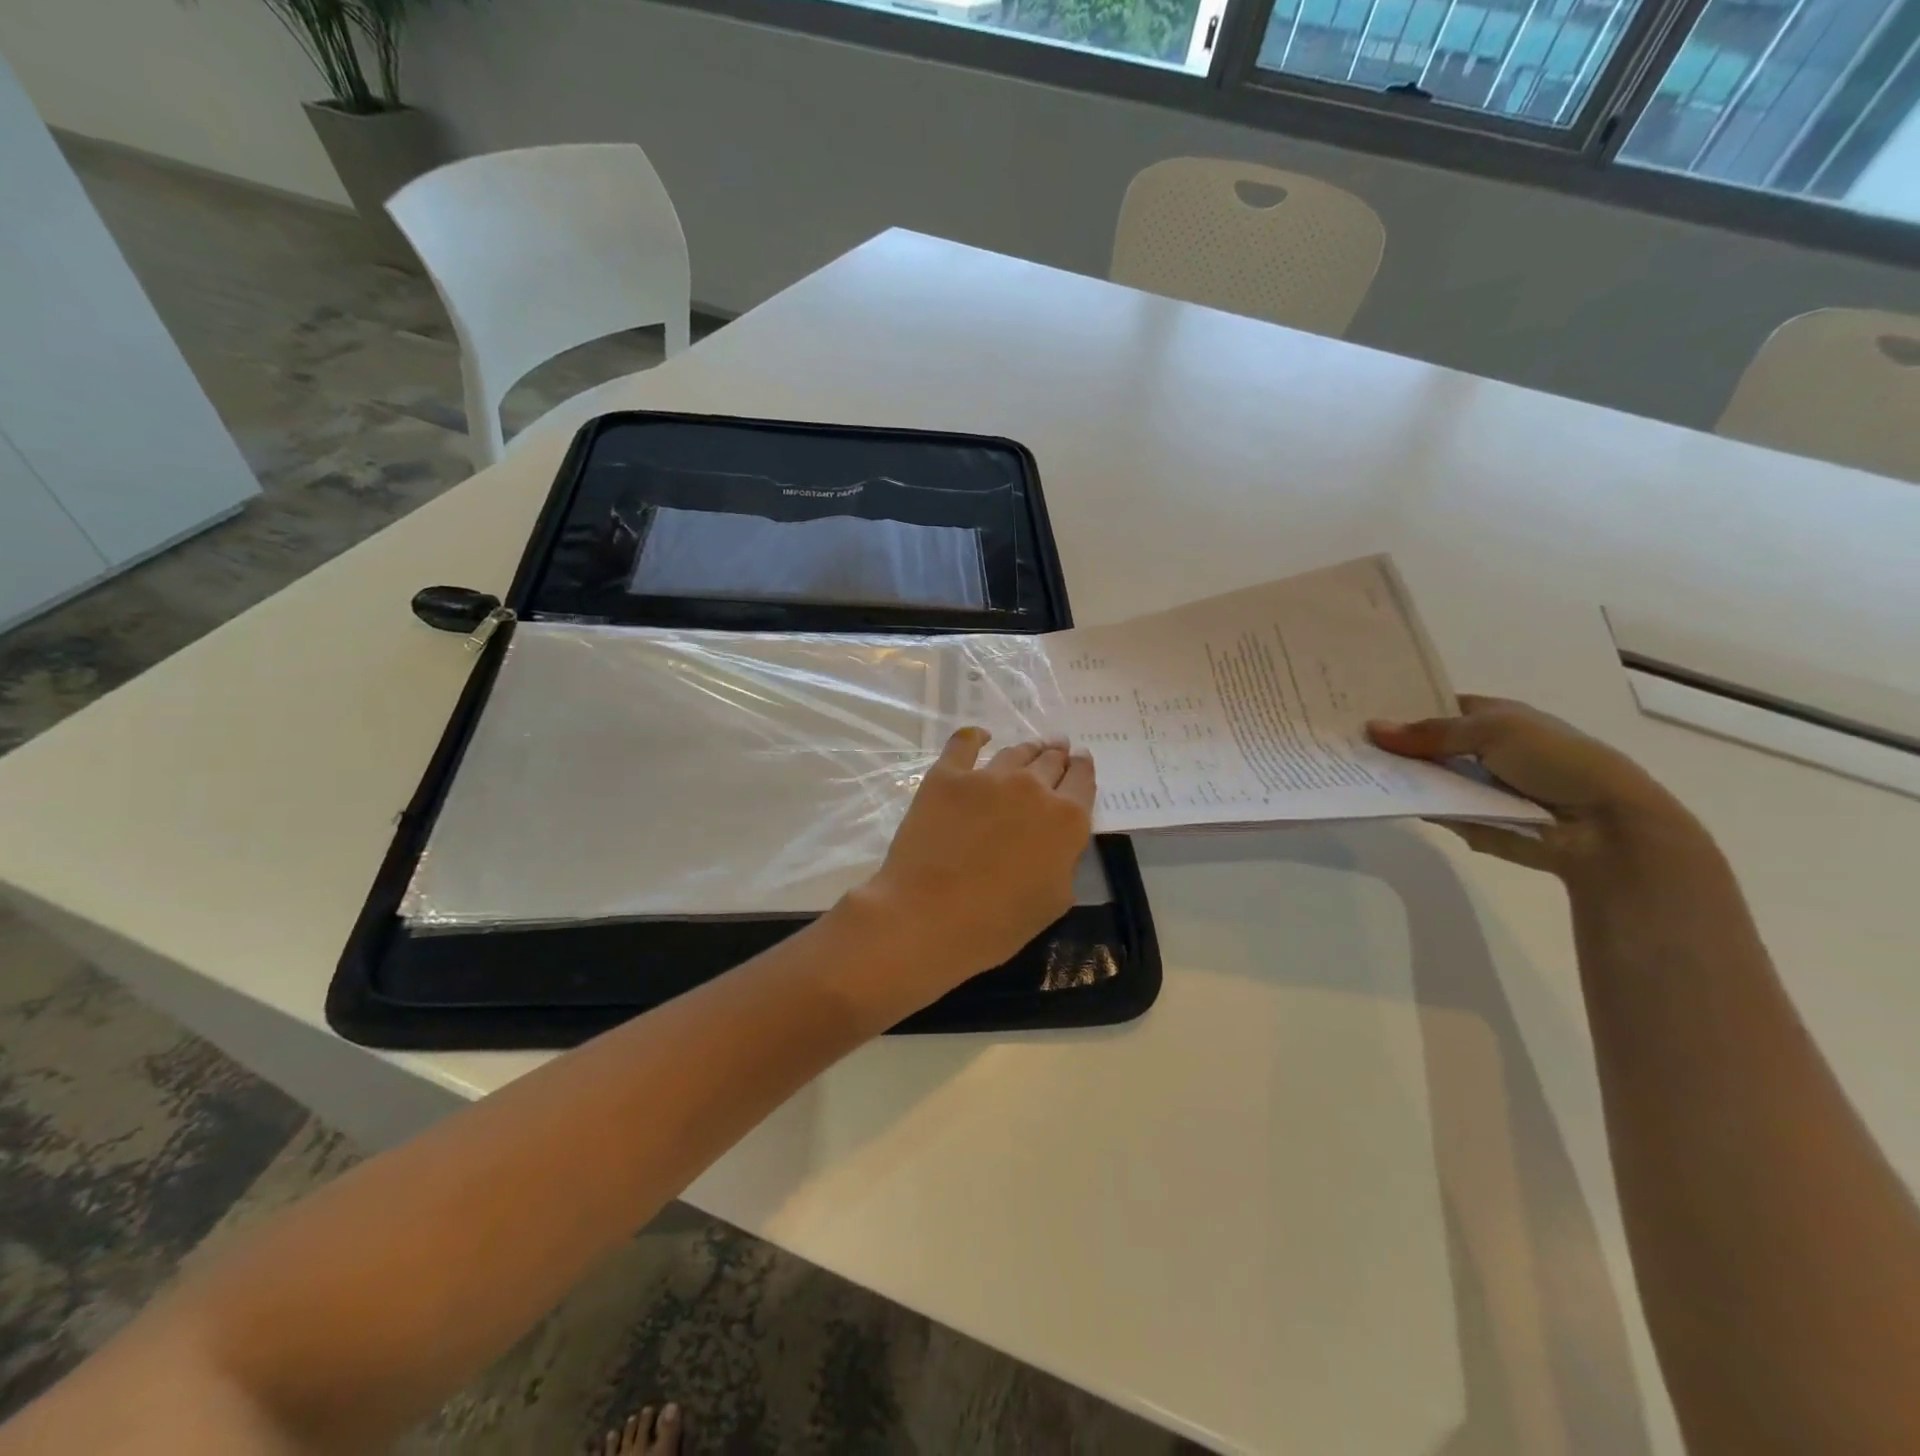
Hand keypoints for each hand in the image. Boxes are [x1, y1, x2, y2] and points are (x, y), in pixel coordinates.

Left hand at [848, 728, 1095, 999]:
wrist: (932, 914)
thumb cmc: (999, 921)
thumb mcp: (1055, 899)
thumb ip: (1063, 860)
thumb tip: (1054, 842)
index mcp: (1066, 818)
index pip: (1083, 779)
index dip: (1082, 768)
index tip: (1079, 761)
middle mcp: (1033, 787)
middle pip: (1050, 761)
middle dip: (1057, 756)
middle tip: (1057, 750)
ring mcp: (988, 777)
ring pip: (1015, 752)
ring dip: (1027, 750)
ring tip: (1029, 749)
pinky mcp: (947, 776)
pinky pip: (964, 743)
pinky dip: (974, 737)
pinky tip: (979, 737)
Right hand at [1368, 695, 1701, 881]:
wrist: (1604, 827)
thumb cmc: (1558, 761)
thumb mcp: (1493, 730)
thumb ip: (1431, 732)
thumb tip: (1372, 729)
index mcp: (1496, 718)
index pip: (1439, 707)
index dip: (1404, 707)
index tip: (1361, 709)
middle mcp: (1484, 749)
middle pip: (1427, 744)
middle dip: (1394, 743)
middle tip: (1345, 741)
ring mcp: (1477, 787)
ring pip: (1426, 777)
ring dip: (1397, 775)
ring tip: (1349, 768)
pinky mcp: (1472, 820)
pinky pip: (1434, 808)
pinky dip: (1412, 804)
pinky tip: (1376, 796)